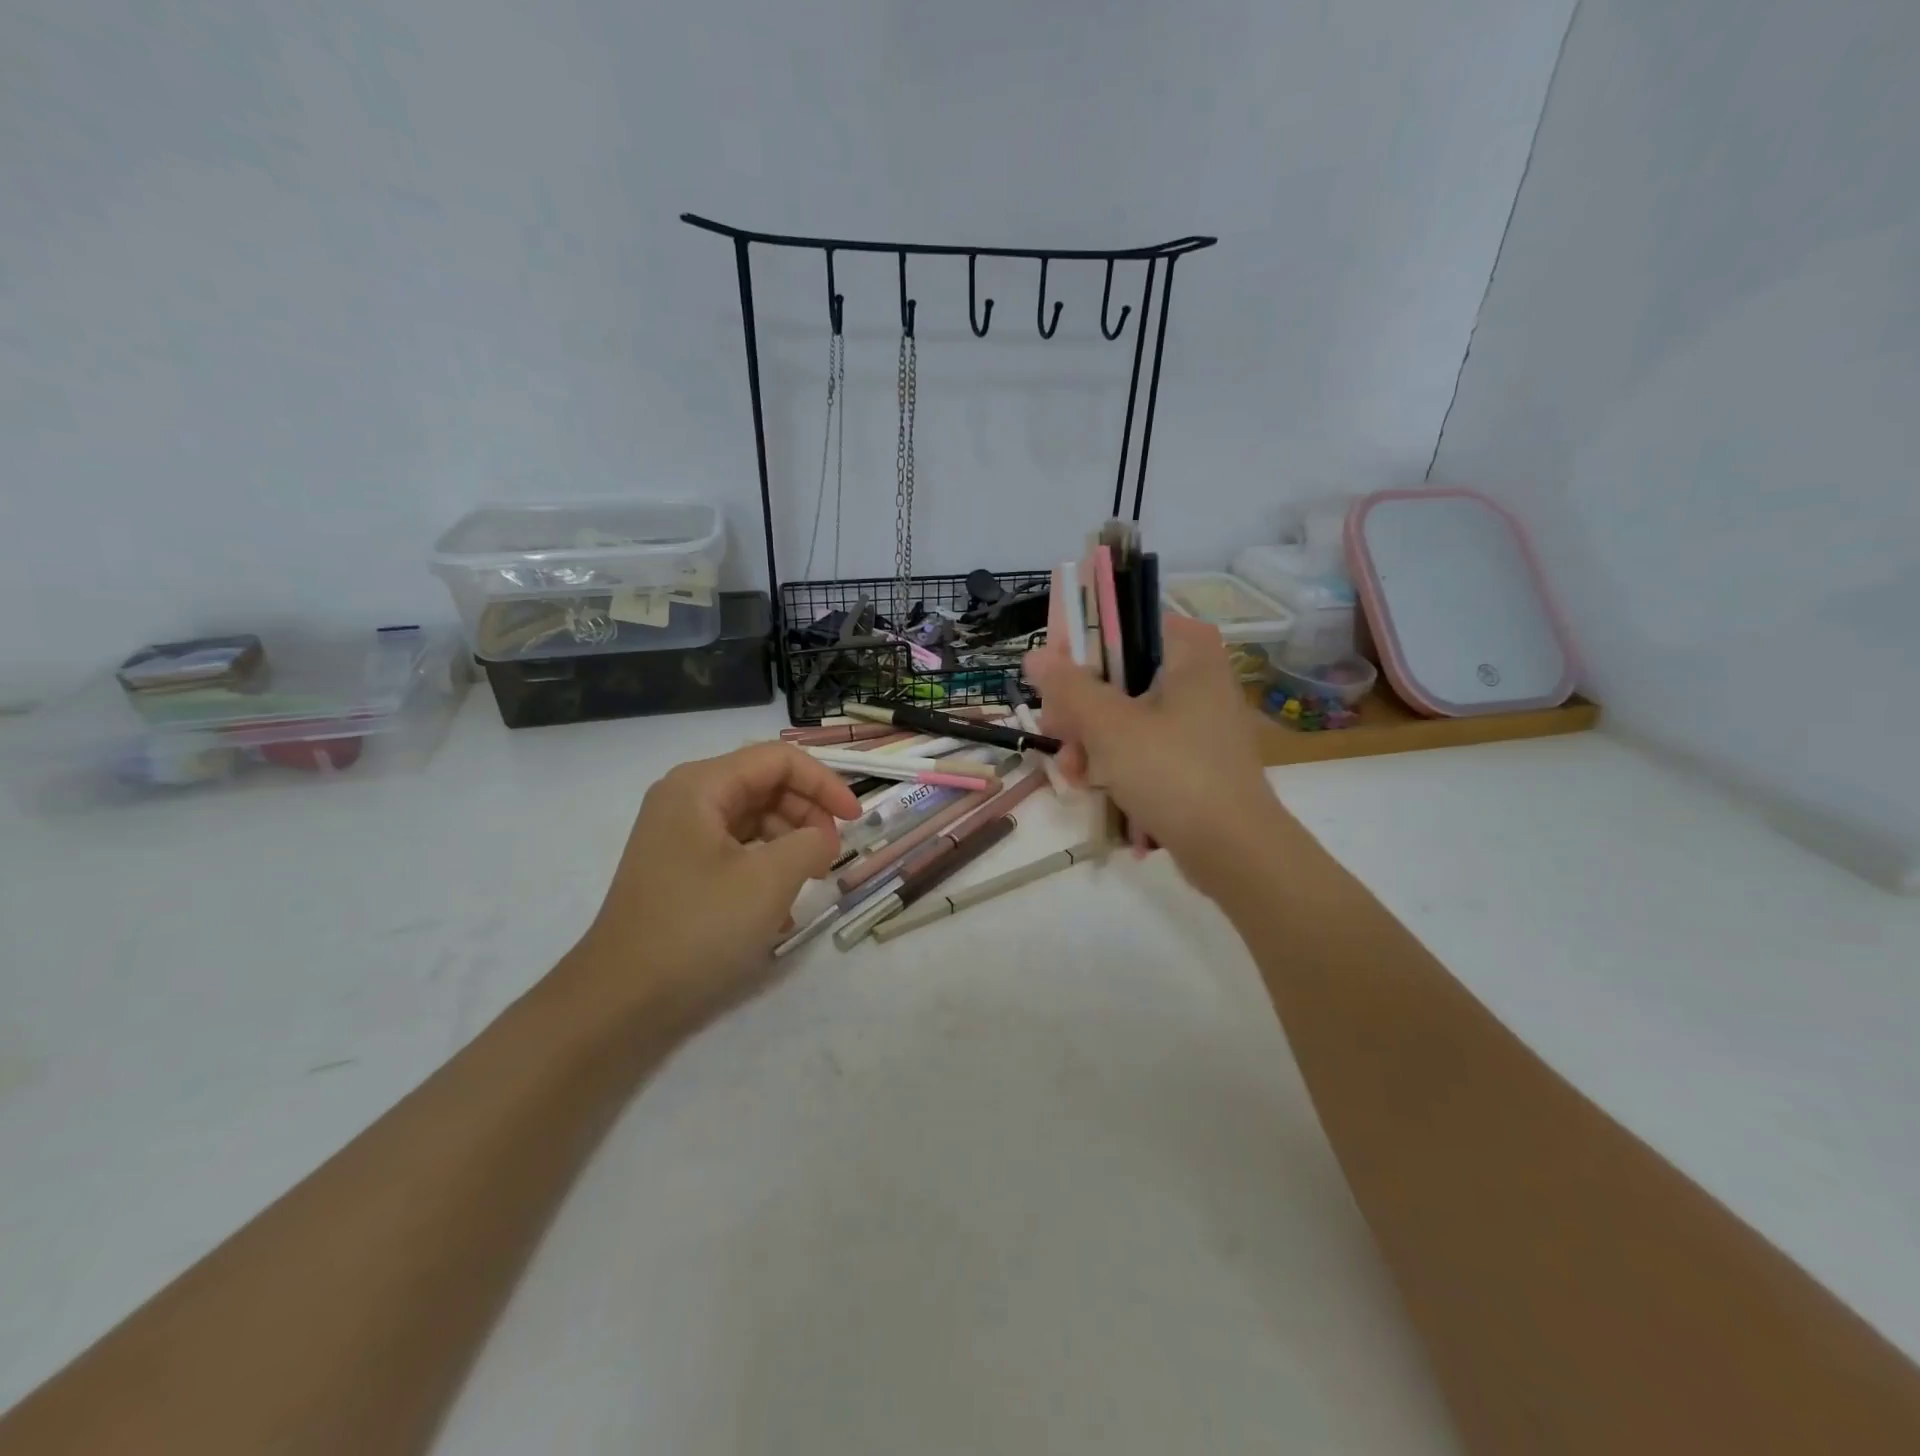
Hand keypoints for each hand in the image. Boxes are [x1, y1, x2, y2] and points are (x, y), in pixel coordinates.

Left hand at [562, 744, 859, 1032]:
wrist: (620, 1000)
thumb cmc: (697, 928)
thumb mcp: (769, 881)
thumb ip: (811, 843)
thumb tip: (822, 838)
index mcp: (701, 786)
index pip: (778, 760)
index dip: (824, 783)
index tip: (855, 820)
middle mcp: (687, 799)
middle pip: (765, 784)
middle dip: (807, 813)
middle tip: (831, 855)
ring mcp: (680, 835)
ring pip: (753, 818)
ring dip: (790, 842)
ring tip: (810, 881)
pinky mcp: (681, 868)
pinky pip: (736, 849)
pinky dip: (766, 866)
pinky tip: (781, 907)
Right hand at [1026, 615, 1281, 899]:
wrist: (1234, 850)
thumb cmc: (1172, 773)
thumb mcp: (1109, 726)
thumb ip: (1069, 686)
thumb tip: (1035, 654)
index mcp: (1189, 653)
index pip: (1125, 623)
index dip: (1083, 645)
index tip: (1054, 677)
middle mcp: (1198, 678)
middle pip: (1120, 674)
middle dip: (1080, 708)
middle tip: (1055, 730)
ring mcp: (1197, 722)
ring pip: (1126, 715)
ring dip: (1090, 741)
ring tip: (1071, 773)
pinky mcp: (1193, 760)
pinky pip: (1143, 747)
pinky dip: (1115, 762)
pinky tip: (1092, 787)